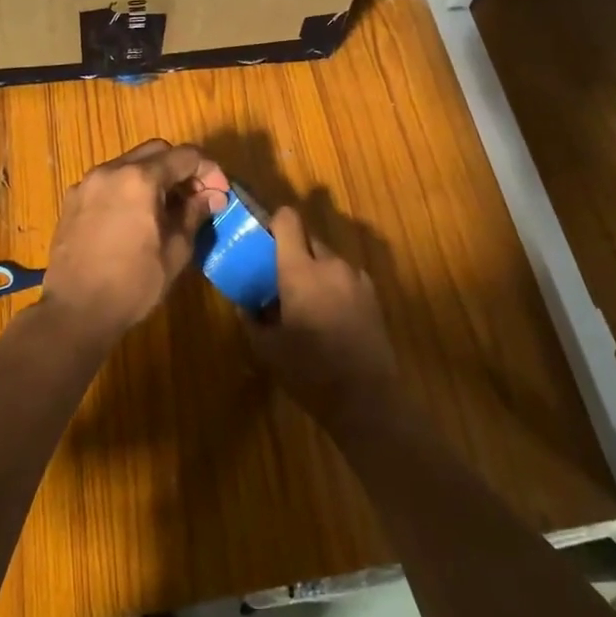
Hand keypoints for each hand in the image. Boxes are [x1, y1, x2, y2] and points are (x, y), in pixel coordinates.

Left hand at [40, 139, 229, 342]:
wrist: (76, 311)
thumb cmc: (133, 283)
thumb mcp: (176, 250)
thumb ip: (194, 214)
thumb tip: (211, 196)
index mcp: (140, 179)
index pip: (185, 156)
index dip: (209, 171)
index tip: (220, 194)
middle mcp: (111, 171)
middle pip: (156, 152)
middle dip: (181, 169)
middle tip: (196, 197)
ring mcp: (87, 184)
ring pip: (129, 164)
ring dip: (154, 177)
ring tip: (167, 208)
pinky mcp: (72, 201)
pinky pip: (108, 182)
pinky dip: (128, 189)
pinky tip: (136, 218)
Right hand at [246, 207, 396, 420]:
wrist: (365, 397)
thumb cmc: (308, 370)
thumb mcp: (266, 346)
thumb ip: (251, 316)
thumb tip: (243, 302)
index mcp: (300, 270)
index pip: (288, 220)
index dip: (274, 222)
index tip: (263, 238)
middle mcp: (330, 264)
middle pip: (308, 238)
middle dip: (293, 250)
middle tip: (278, 276)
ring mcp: (355, 277)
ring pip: (328, 258)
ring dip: (313, 268)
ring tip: (303, 299)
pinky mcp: (372, 293)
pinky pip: (344, 276)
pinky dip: (332, 284)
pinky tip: (328, 313)